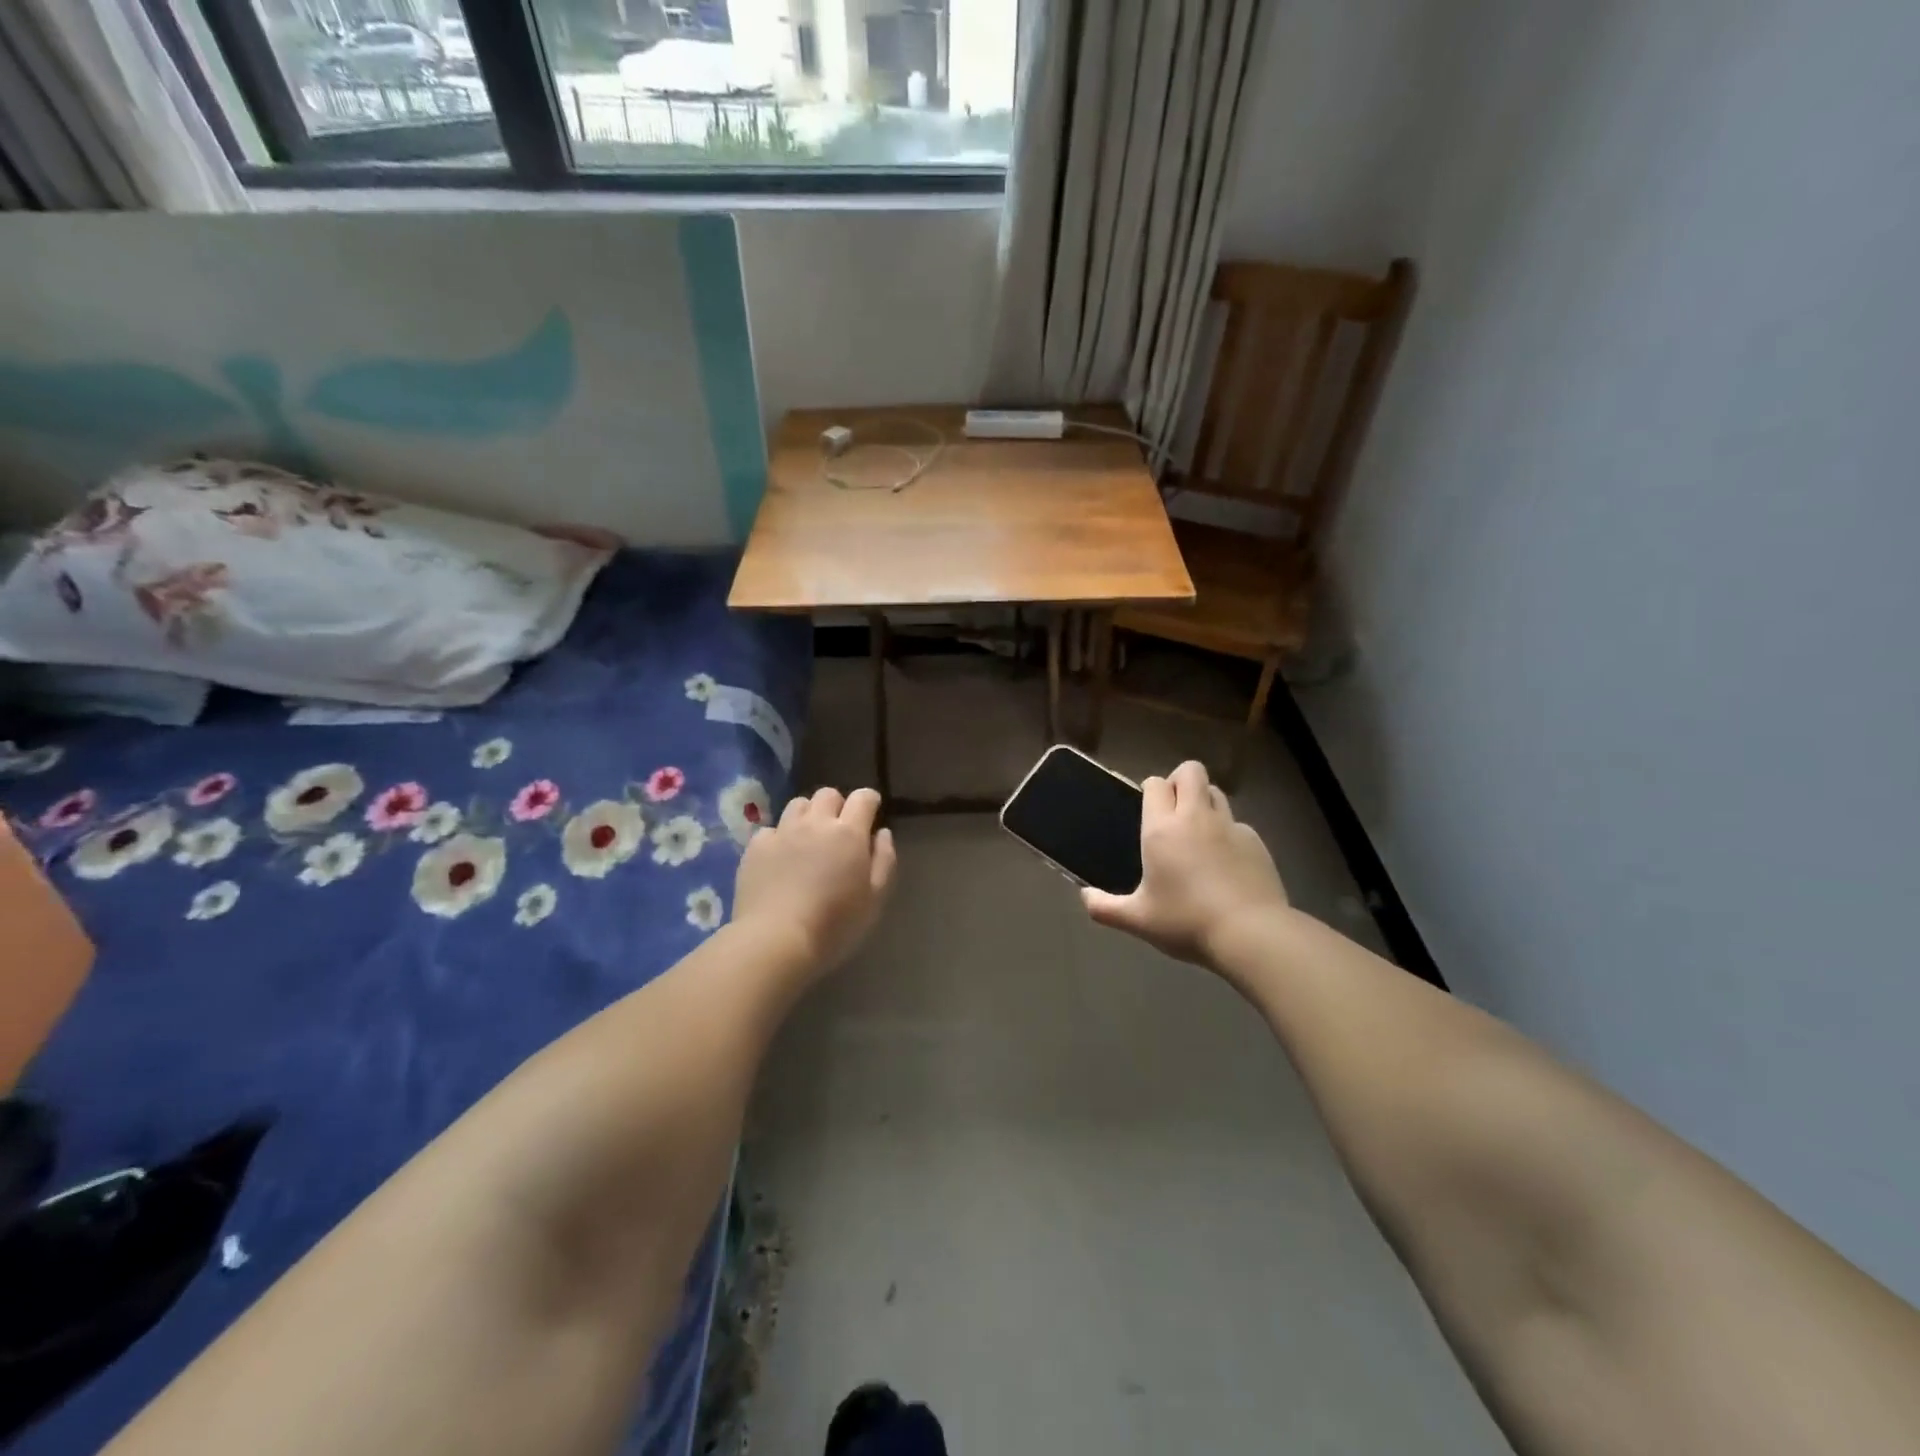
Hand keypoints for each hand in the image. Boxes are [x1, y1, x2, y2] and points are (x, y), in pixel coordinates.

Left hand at [732, 786, 896, 975]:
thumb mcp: (875, 898)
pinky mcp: (756, 847)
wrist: (776, 940)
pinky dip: (780, 837)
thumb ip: (884, 859)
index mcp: (848, 833)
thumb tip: (882, 833)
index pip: (863, 797)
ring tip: (808, 838)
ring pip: (798, 805)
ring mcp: (782, 832)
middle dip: (838, 805)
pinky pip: (771, 829)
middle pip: (828, 794)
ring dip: (808, 815)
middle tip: (839, 829)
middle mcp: (815, 823)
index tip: (871, 813)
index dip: (869, 801)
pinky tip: (780, 858)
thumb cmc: (835, 924)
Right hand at [1082, 760, 1288, 966]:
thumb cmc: (1187, 922)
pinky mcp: (1256, 842)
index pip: (1155, 784)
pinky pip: (1237, 824)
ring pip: (1216, 793)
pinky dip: (1228, 833)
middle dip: (1180, 780)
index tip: (1146, 808)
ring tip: (1198, 832)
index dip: (1150, 789)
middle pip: (1191, 771)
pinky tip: (1225, 863)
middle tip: (1173, 810)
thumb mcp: (1138, 920)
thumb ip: (1105, 908)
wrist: (1251, 934)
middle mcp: (1196, 817)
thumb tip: (1084, 897)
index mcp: (1163, 829)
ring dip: (1205, 801)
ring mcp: (1230, 826)